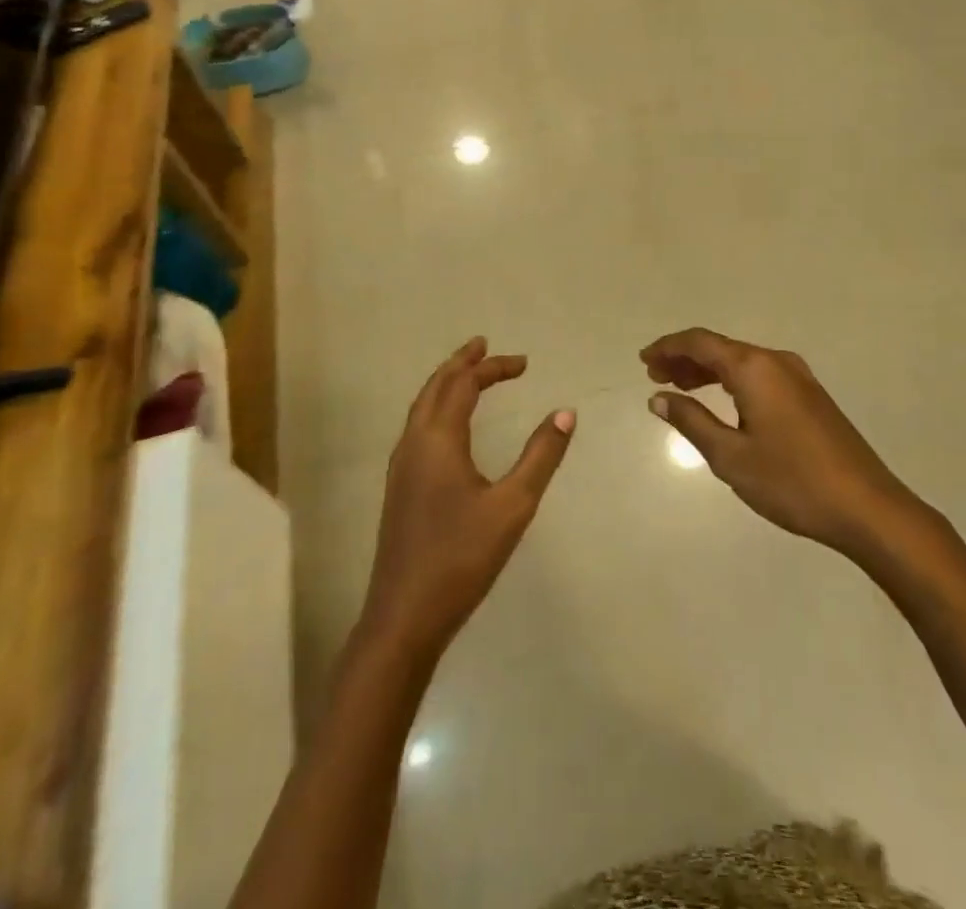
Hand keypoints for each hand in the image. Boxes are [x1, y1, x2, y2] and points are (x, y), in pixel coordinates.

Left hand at [361, 338, 574, 657]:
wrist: (404, 617)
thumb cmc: (461, 558)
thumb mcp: (513, 505)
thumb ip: (541, 456)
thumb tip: (566, 413)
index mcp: (437, 440)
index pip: (464, 384)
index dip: (493, 367)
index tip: (525, 363)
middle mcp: (413, 444)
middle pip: (435, 387)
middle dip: (462, 363)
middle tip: (486, 347)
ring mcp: (401, 467)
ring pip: (422, 407)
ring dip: (446, 384)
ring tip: (470, 375)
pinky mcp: (400, 489)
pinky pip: (418, 427)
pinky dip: (438, 408)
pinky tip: (451, 427)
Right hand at [641, 328, 909, 554]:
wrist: (866, 506)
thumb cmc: (792, 481)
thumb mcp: (730, 456)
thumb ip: (692, 421)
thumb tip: (659, 398)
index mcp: (754, 368)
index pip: (701, 342)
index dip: (668, 347)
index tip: (643, 360)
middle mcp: (776, 361)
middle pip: (721, 347)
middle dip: (685, 358)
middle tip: (654, 375)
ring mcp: (798, 377)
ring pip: (742, 361)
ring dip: (708, 370)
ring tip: (680, 388)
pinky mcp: (811, 395)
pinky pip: (760, 374)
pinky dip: (733, 381)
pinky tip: (722, 402)